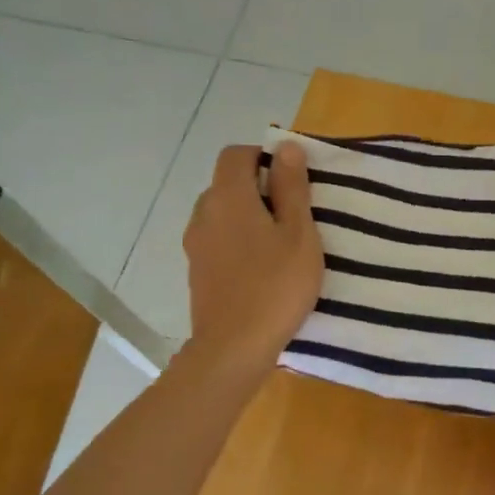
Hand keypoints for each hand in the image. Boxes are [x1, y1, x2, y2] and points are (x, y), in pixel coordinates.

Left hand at [182, 143, 323, 375]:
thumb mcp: (299, 235)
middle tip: (293, 215)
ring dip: (247, 218)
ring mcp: (195, 244)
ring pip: (221, 214)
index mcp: (228, 197)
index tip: (291, 180)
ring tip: (278, 245)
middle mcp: (204, 213)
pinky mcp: (196, 271)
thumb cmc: (276, 287)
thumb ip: (292, 188)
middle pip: (227, 184)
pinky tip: (259, 269)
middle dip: (258, 189)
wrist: (234, 347)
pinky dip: (236, 242)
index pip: (236, 154)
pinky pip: (217, 241)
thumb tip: (286, 148)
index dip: (263, 157)